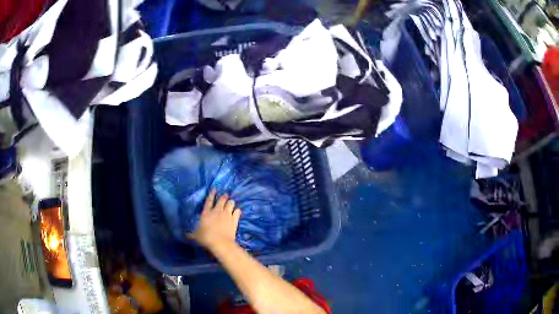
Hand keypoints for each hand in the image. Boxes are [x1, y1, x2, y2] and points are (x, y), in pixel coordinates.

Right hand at [187, 189, 241, 248]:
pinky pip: (238, 211)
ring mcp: (227, 214)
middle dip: (224, 197)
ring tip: (231, 204)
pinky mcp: (234, 220)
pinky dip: (237, 211)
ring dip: (231, 203)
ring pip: (231, 203)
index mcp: (206, 213)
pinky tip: (236, 212)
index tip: (214, 188)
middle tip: (224, 196)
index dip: (212, 193)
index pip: (209, 200)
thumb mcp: (195, 236)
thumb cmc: (206, 238)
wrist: (220, 243)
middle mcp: (217, 211)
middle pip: (222, 199)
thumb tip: (183, 234)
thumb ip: (190, 234)